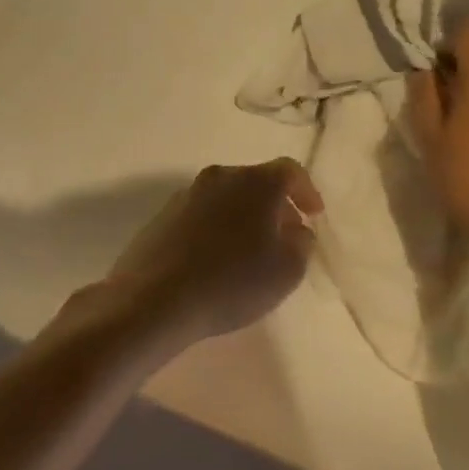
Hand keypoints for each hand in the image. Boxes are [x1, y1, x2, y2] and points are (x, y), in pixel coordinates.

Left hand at [100, 159, 322, 350]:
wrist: (154, 299)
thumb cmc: (232, 282)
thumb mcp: (287, 270)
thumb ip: (302, 243)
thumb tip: (295, 229)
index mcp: (255, 182)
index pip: (290, 170)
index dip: (306, 191)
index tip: (314, 215)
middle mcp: (221, 177)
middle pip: (257, 182)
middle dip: (275, 206)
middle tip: (285, 237)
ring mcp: (187, 194)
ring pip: (228, 197)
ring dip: (244, 217)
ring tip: (250, 252)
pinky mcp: (163, 216)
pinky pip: (202, 215)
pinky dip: (217, 229)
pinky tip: (217, 261)